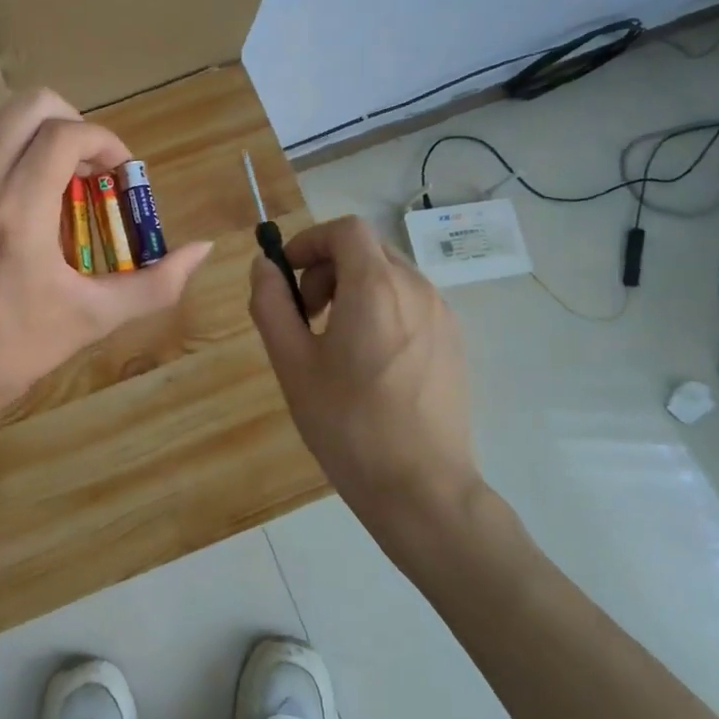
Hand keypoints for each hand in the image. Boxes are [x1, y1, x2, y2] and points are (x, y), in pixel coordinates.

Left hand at [0, 89, 212, 436]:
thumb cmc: (9, 352)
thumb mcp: (90, 320)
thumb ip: (154, 284)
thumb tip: (202, 250)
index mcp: (18, 214)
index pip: (65, 134)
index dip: (105, 141)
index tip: (121, 174)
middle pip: (27, 104)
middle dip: (72, 121)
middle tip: (90, 167)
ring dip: (34, 124)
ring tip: (56, 167)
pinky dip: (3, 140)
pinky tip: (21, 186)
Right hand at [248, 215, 480, 522]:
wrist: (422, 489)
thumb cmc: (348, 424)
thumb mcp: (292, 363)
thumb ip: (272, 304)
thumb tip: (264, 267)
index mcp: (376, 287)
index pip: (345, 230)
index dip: (310, 241)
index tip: (287, 276)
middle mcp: (416, 288)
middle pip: (367, 249)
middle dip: (328, 267)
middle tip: (307, 315)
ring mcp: (442, 314)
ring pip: (390, 275)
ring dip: (354, 288)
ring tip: (335, 342)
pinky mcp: (454, 341)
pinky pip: (411, 302)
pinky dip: (382, 308)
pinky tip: (370, 362)